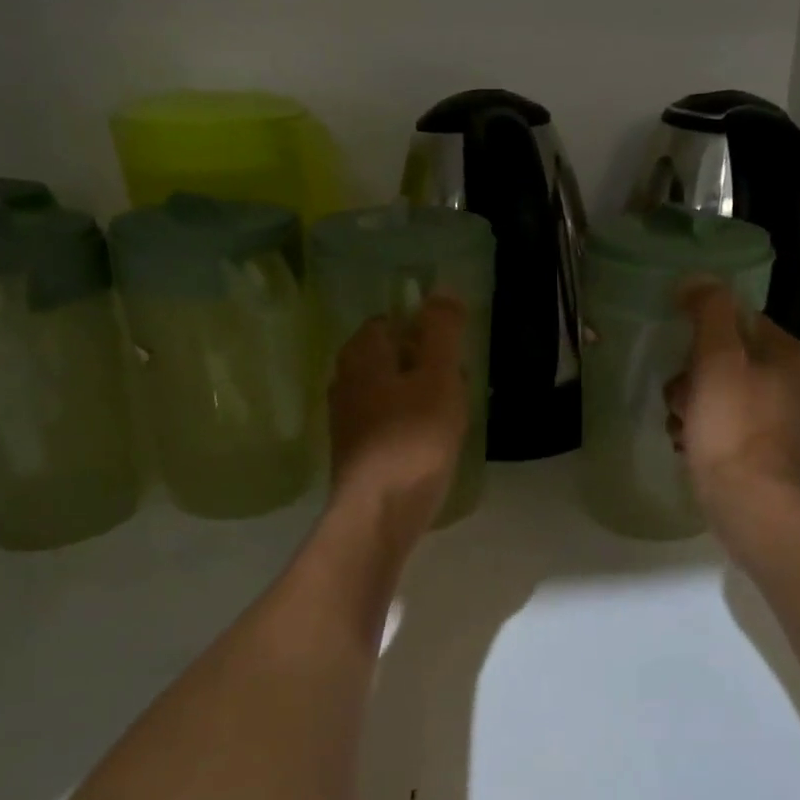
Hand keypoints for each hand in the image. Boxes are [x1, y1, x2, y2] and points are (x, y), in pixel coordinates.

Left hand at [328, 294, 469, 551]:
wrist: (381, 511)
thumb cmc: (414, 437)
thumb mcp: (438, 376)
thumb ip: (442, 331)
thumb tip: (443, 289)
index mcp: (362, 356)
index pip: (388, 322)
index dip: (420, 328)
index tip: (450, 348)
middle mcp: (345, 381)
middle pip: (385, 357)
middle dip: (419, 362)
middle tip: (454, 380)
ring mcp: (346, 420)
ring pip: (385, 391)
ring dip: (414, 394)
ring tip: (447, 412)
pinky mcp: (354, 453)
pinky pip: (384, 423)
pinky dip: (406, 423)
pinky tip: (428, 441)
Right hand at [666, 280, 799, 516]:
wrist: (750, 505)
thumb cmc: (732, 427)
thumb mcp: (717, 360)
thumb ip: (709, 312)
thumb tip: (697, 279)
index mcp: (789, 356)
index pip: (737, 321)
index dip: (702, 335)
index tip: (684, 359)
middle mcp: (790, 383)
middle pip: (723, 359)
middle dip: (691, 378)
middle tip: (682, 400)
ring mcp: (777, 419)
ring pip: (716, 393)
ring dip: (689, 405)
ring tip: (683, 428)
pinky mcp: (761, 450)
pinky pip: (721, 424)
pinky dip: (700, 431)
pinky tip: (688, 445)